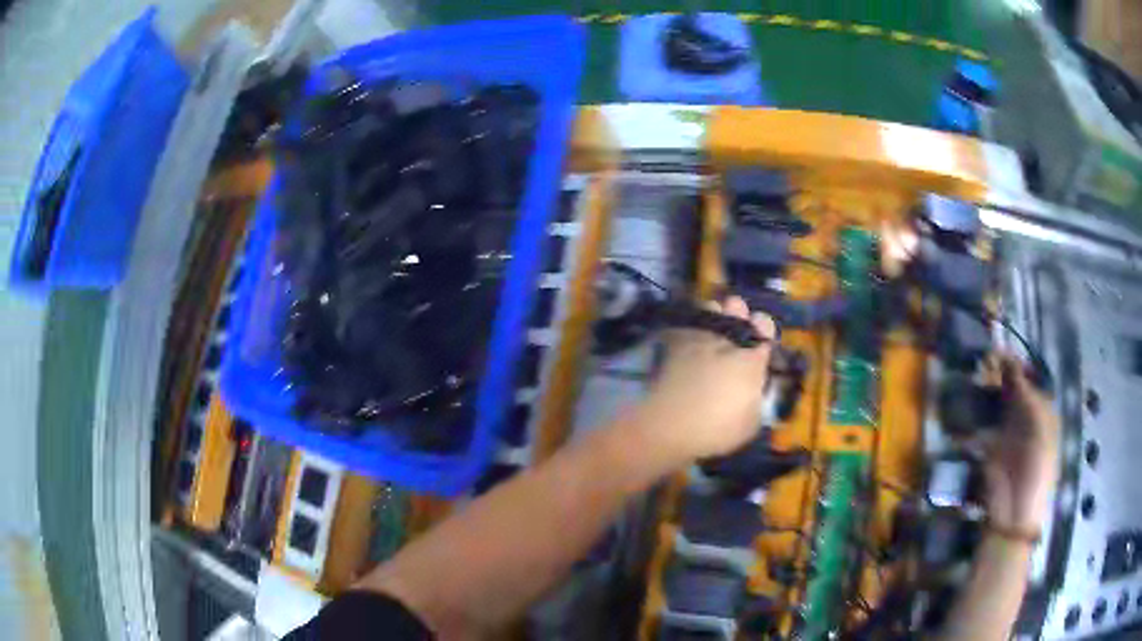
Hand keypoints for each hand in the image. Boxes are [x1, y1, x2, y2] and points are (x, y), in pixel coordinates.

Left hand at [634, 296, 774, 464]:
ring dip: (713, 314)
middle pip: (737, 307)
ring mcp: (700, 338)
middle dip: (738, 313)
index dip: (764, 329)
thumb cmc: (718, 429)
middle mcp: (728, 340)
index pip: (765, 326)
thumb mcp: (752, 422)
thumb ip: (757, 398)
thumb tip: (754, 390)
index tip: (761, 340)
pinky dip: (689, 327)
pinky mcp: (675, 343)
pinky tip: (688, 338)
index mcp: (752, 358)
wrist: (671, 425)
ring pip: (710, 306)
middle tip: (736, 329)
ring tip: (711, 329)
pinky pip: (685, 323)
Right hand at [983, 355, 1060, 533]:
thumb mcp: (1038, 430)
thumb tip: (1010, 361)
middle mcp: (1026, 418)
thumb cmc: (1036, 471)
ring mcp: (1008, 433)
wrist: (1015, 515)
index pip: (1031, 379)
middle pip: (1013, 388)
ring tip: (976, 375)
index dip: (1018, 364)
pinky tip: (969, 402)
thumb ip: (1026, 396)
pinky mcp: (990, 449)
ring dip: (987, 389)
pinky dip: (975, 414)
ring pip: (997, 402)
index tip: (1000, 351)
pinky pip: (982, 425)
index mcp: (1043, 412)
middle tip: (984, 360)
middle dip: (1000, 373)